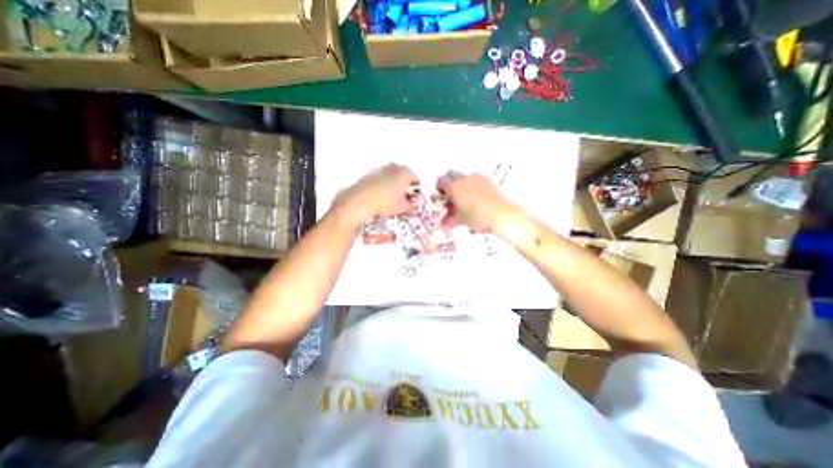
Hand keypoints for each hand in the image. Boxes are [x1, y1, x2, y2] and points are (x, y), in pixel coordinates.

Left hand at [335, 163, 420, 226]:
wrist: (361, 200)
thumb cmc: (387, 202)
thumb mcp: (402, 208)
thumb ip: (410, 208)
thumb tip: (413, 210)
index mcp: (405, 173)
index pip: (416, 180)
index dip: (416, 192)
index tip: (413, 201)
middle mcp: (394, 167)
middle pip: (403, 177)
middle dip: (404, 188)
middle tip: (403, 200)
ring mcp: (381, 169)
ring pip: (392, 178)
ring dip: (393, 187)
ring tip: (391, 201)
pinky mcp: (370, 174)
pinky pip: (381, 181)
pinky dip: (383, 188)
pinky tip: (380, 199)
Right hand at [439, 170, 518, 232]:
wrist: (499, 214)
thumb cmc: (477, 216)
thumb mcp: (460, 220)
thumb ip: (449, 221)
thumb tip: (443, 225)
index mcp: (454, 187)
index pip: (441, 180)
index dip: (440, 187)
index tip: (442, 195)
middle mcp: (464, 179)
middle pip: (451, 173)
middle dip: (449, 182)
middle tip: (451, 194)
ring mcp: (476, 178)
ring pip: (464, 175)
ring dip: (461, 183)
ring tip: (465, 197)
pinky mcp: (487, 180)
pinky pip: (477, 178)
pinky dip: (474, 184)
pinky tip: (477, 196)